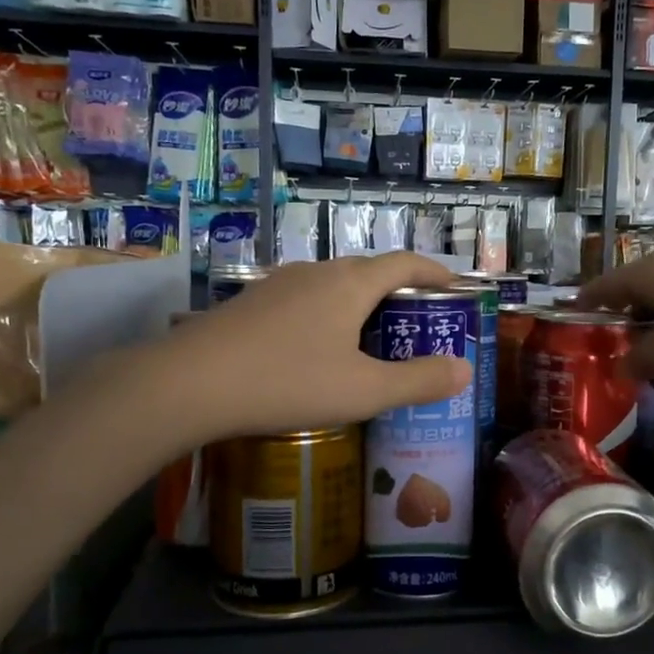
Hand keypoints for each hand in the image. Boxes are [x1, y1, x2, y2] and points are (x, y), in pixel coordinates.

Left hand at [161, 254, 472, 441]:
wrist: (188, 383)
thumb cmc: (287, 382)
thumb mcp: (363, 391)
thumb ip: (418, 381)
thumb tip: (465, 370)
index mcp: (350, 283)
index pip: (406, 262)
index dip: (436, 272)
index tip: (456, 289)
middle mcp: (316, 272)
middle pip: (370, 272)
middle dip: (401, 295)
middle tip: (419, 328)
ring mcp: (278, 285)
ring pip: (334, 287)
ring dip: (361, 307)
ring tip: (372, 342)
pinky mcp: (251, 304)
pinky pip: (304, 301)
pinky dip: (328, 317)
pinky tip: (318, 352)